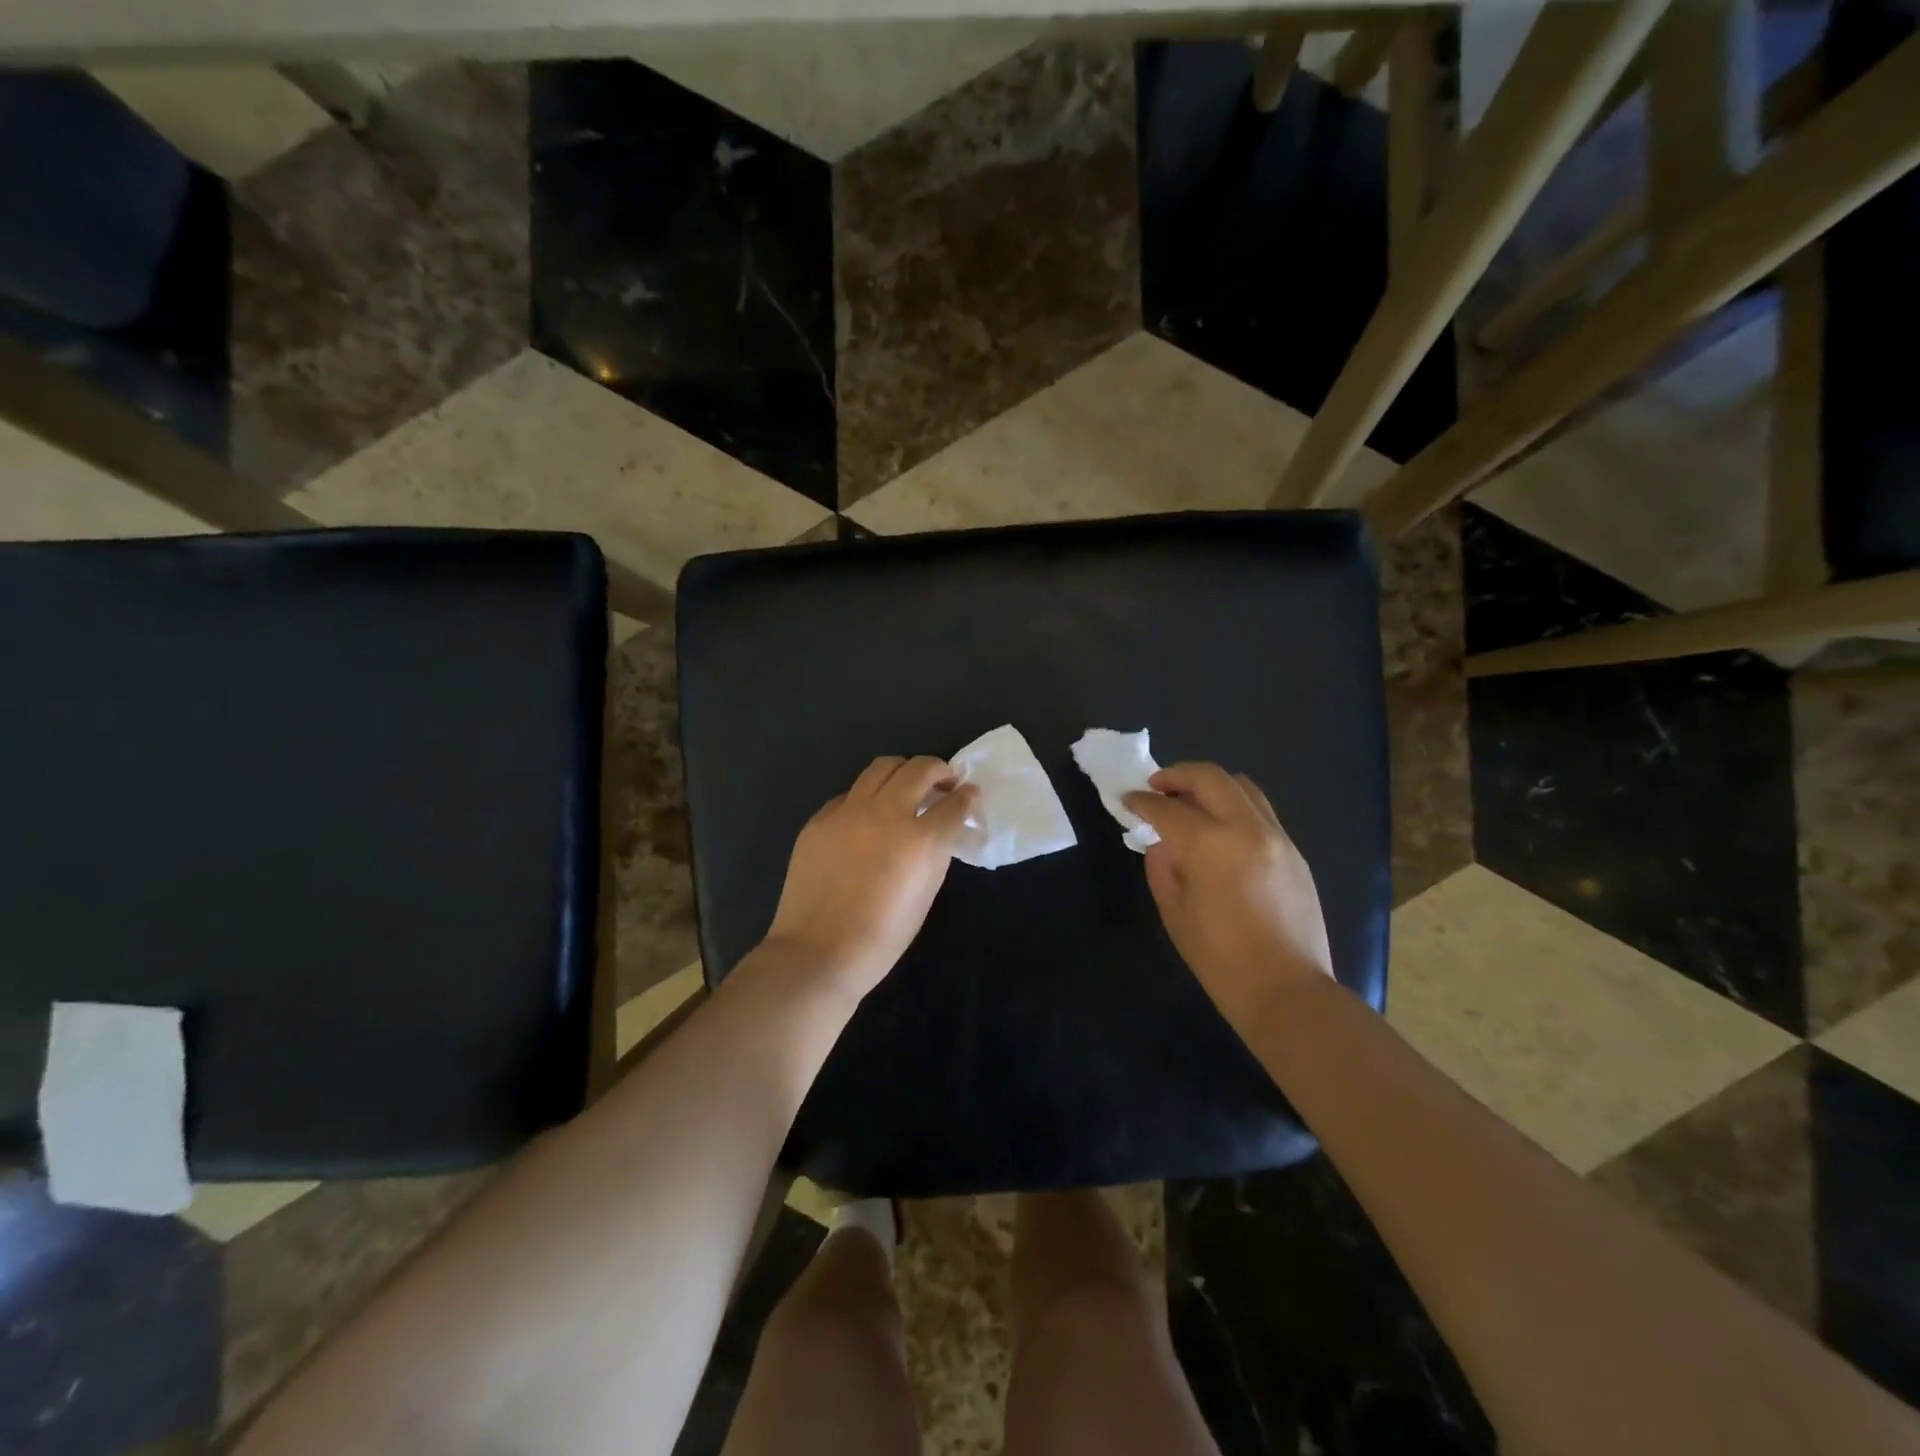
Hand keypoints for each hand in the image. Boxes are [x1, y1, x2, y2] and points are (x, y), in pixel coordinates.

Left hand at [764, 756, 979, 999]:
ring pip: (882, 767)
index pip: (954, 803)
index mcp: (919, 840)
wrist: (817, 953)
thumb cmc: (881, 937)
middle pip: (919, 769)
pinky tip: (867, 818)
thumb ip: (936, 853)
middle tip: (944, 783)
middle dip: (939, 770)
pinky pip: (850, 794)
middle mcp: (886, 814)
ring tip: (907, 786)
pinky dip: (867, 798)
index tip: (969, 794)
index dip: (967, 797)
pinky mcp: (820, 819)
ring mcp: (848, 812)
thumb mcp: (925, 895)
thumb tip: (941, 828)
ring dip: (903, 771)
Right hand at [1124, 763, 1332, 1032]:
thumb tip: (1163, 844)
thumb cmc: (1220, 959)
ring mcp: (1276, 837)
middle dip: (1177, 775)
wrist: (1287, 990)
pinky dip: (1234, 806)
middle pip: (1209, 777)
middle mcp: (1246, 828)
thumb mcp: (1175, 912)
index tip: (1127, 800)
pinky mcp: (1294, 851)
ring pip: (1241, 786)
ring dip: (1210, 785)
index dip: (1142, 801)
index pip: (1167, 808)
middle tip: (1156, 786)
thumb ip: (1162, 867)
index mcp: (1209, 845)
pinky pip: (1260, 811)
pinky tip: (1220, 829)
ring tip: (1190, 800)